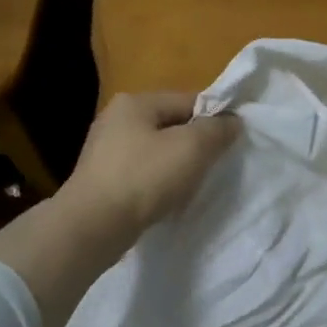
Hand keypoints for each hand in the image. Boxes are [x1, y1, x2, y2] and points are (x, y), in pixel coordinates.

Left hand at [57, 92, 239, 243]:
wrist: (93, 226)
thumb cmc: (145, 177)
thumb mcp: (192, 147)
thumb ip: (217, 130)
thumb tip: (233, 121)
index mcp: (135, 102)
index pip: (188, 100)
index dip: (214, 119)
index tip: (232, 142)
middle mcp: (116, 119)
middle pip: (172, 125)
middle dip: (195, 144)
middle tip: (214, 166)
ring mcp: (105, 150)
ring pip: (158, 151)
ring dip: (178, 165)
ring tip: (191, 186)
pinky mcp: (102, 178)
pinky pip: (143, 172)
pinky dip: (158, 182)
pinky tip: (167, 199)